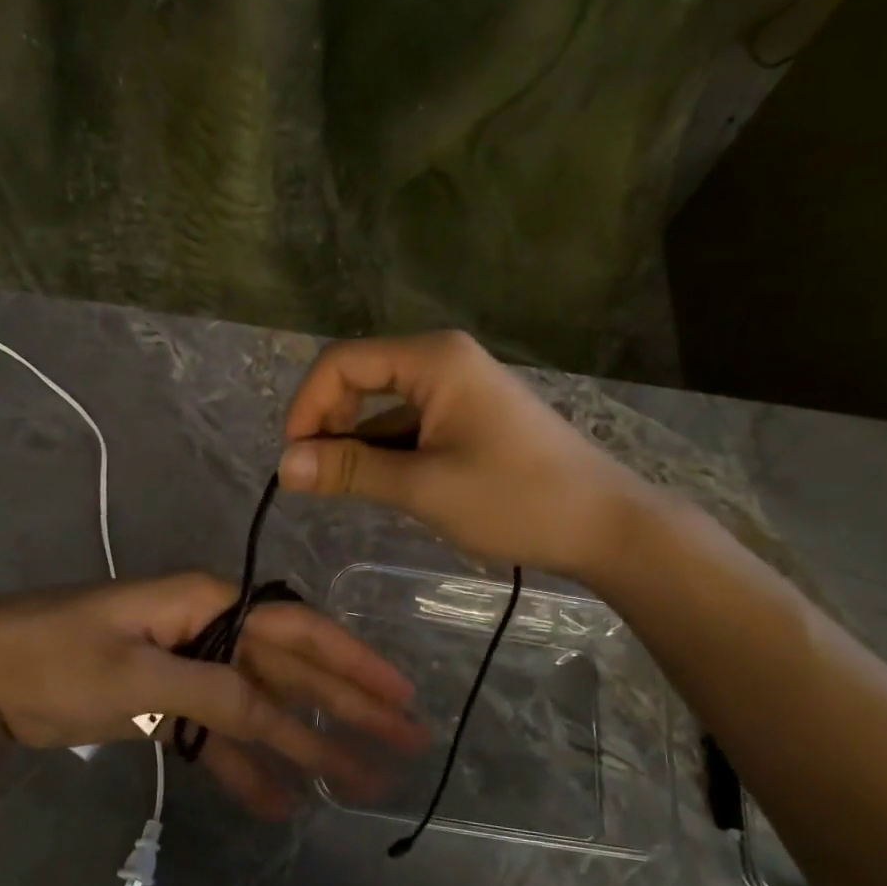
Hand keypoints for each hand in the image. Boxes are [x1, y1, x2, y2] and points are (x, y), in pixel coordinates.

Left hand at [0, 573, 426, 818]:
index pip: (297, 632)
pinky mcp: (168, 706)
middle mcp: (210, 631)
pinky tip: (281, 800)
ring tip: (358, 784)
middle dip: (348, 708)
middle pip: (291, 673)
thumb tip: (283, 718)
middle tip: (404, 742)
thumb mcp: (136, 675)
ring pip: (262, 709)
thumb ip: (215, 693)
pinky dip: (248, 767)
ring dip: (307, 744)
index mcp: (208, 604)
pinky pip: (220, 737)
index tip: (399, 698)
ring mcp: (190, 670)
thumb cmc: (56, 659)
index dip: (352, 665)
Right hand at [278, 330, 652, 578]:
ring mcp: (456, 389)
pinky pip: (407, 426)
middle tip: (316, 477)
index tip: (293, 459)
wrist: (603, 525)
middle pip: (359, 378)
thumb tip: (283, 466)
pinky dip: (384, 453)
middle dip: (328, 424)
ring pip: (381, 407)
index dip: (307, 406)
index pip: (341, 362)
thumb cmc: (515, 499)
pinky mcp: (466, 417)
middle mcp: (441, 361)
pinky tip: (380, 487)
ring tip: (343, 490)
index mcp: (432, 359)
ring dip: (355, 444)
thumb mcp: (422, 486)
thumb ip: (349, 471)